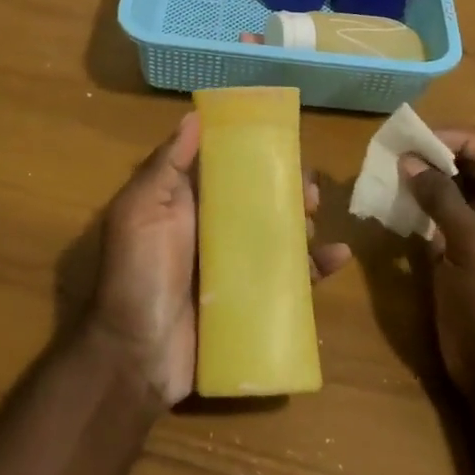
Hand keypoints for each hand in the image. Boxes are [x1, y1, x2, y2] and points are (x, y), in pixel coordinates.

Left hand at [87, 113, 351, 408]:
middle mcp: (214, 232)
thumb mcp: (141, 211)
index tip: (284, 144)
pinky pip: (291, 280)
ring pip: (279, 236)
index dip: (254, 155)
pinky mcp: (253, 302)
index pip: (227, 170)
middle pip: (260, 201)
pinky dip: (316, 267)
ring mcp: (235, 268)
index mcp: (187, 206)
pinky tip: (338, 256)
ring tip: (314, 217)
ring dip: (303, 223)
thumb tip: (194, 116)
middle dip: (287, 190)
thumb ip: (166, 166)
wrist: (136, 358)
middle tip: (309, 190)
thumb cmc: (138, 275)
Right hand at [402, 129, 474, 407]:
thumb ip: (441, 198)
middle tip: (399, 148)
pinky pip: (443, 214)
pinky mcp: (465, 252)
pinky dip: (422, 203)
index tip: (419, 137)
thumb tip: (409, 159)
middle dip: (440, 154)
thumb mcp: (472, 246)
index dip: (459, 137)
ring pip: (457, 188)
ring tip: (393, 168)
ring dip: (428, 177)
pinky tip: (397, 198)